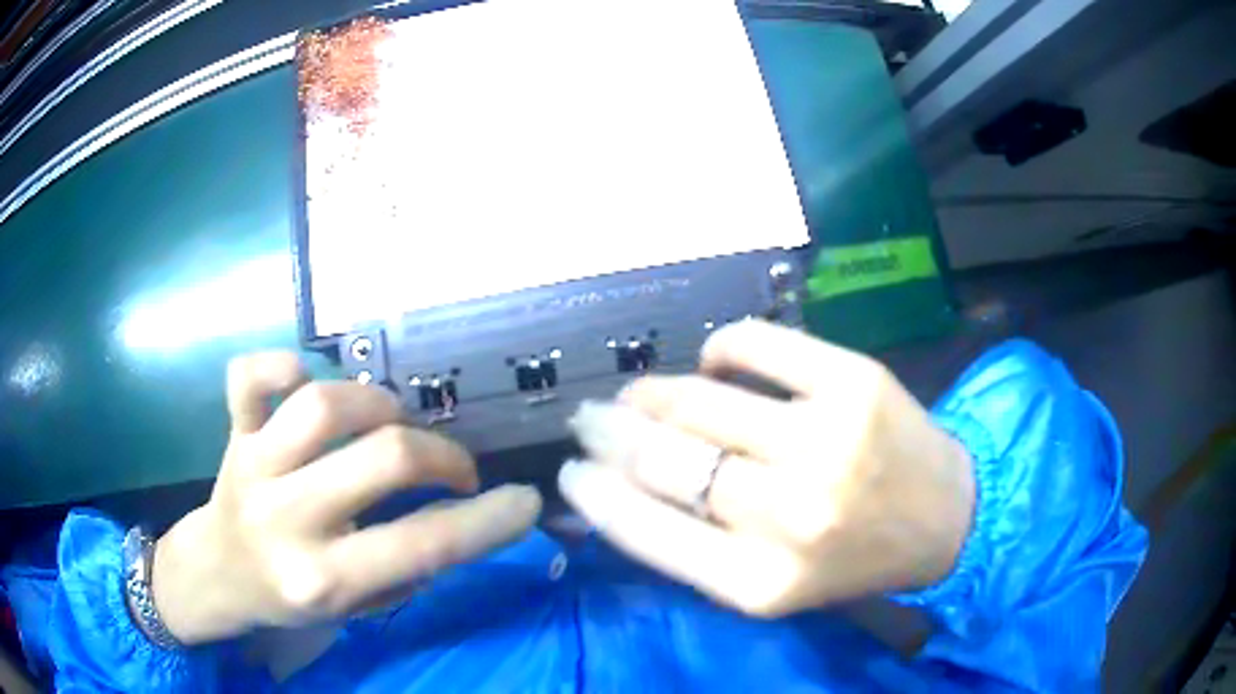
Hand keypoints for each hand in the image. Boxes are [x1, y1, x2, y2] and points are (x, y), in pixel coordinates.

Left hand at [151, 353, 541, 644]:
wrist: (217, 575)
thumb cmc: (289, 599)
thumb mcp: (354, 610)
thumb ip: (404, 569)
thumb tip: (453, 518)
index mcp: (324, 578)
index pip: (424, 545)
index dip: (488, 521)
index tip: (525, 500)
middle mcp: (288, 519)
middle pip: (385, 458)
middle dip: (443, 456)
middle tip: (455, 470)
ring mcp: (254, 466)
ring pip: (325, 404)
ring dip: (380, 405)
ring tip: (393, 423)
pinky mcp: (233, 432)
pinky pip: (250, 376)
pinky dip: (282, 364)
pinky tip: (303, 378)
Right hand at [558, 320, 973, 617]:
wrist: (944, 518)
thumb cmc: (850, 560)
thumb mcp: (770, 587)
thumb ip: (695, 551)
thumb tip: (618, 488)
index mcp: (760, 583)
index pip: (645, 529)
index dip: (595, 492)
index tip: (571, 468)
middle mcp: (791, 516)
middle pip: (664, 458)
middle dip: (608, 433)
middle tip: (589, 419)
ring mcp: (827, 442)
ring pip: (698, 400)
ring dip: (650, 392)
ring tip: (636, 394)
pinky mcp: (854, 383)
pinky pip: (756, 343)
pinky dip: (719, 348)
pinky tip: (712, 363)